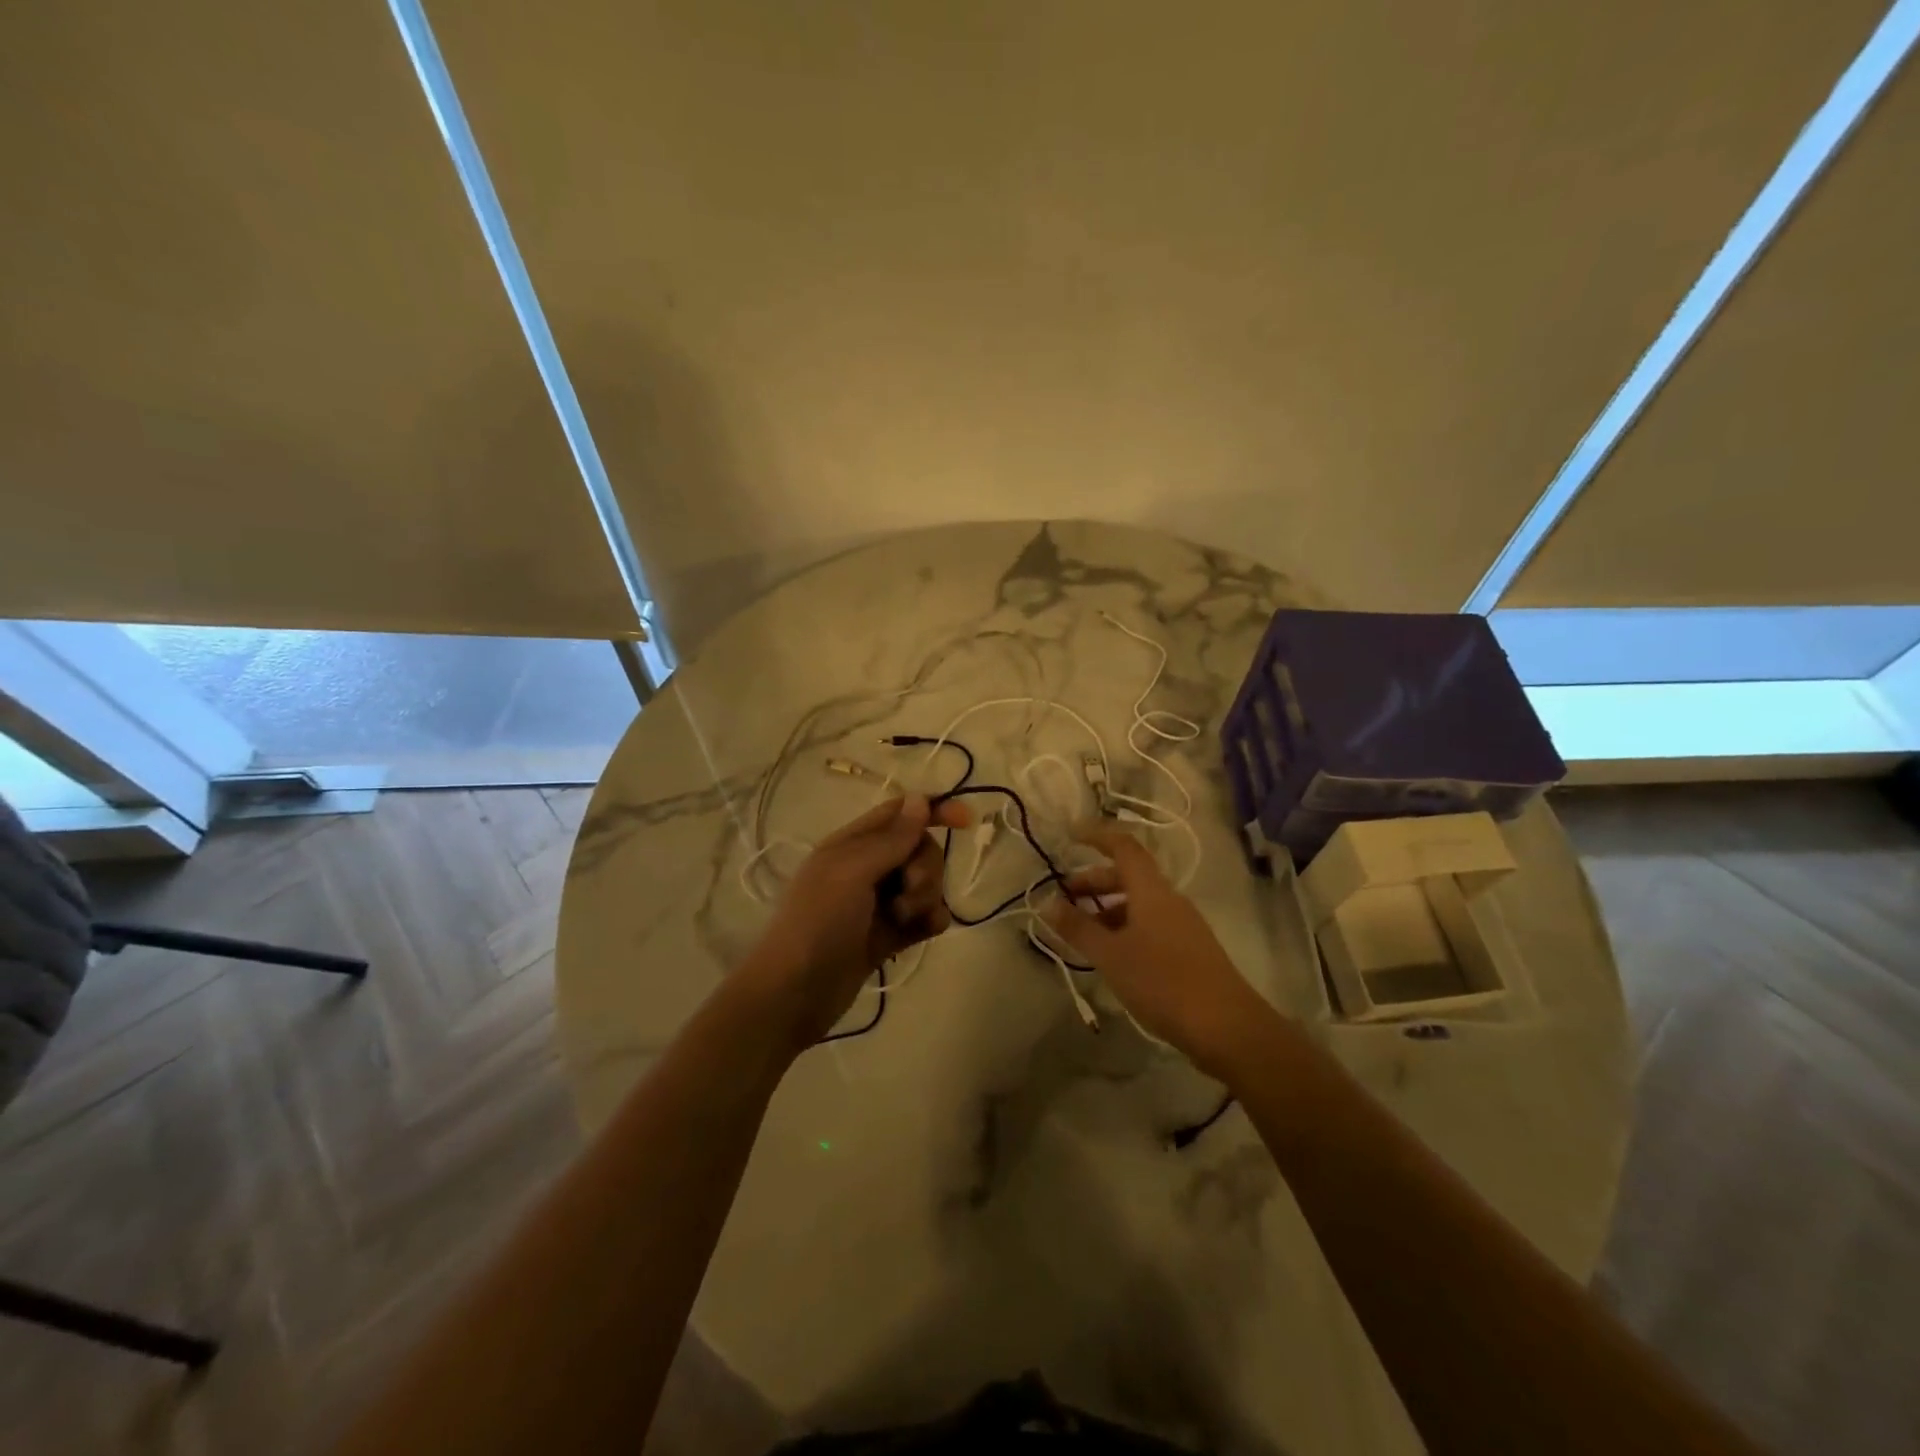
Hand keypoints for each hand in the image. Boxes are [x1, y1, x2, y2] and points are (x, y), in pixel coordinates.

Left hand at [739, 794, 970, 1049]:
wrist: (793, 995)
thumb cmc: (817, 923)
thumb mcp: (852, 872)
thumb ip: (890, 839)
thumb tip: (921, 799)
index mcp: (851, 844)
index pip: (900, 813)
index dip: (933, 811)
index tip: (966, 823)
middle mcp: (866, 869)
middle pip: (919, 849)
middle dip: (926, 867)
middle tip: (908, 889)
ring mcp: (877, 904)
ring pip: (924, 884)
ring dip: (926, 897)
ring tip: (903, 919)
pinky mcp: (887, 937)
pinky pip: (923, 917)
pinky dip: (929, 920)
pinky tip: (927, 931)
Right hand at [1045, 824, 1277, 1076]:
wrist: (1226, 1027)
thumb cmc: (1163, 982)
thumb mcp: (1111, 956)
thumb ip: (1078, 928)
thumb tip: (1048, 903)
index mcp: (1151, 890)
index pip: (1123, 846)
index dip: (1096, 836)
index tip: (1070, 836)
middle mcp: (1168, 899)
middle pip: (1128, 875)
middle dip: (1093, 881)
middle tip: (1064, 898)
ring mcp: (1182, 924)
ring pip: (1138, 903)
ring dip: (1106, 908)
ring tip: (1081, 932)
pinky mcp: (1188, 949)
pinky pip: (1149, 924)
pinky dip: (1124, 927)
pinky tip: (1110, 955)